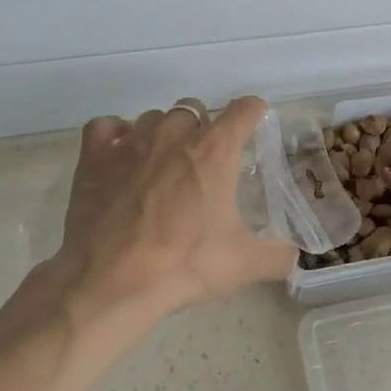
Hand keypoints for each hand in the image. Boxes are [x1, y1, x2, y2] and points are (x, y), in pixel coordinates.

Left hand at [34, 96, 297, 334]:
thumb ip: (277, 256)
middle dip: (203, 127)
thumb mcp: (242, 264)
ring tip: (163, 163)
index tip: (254, 123)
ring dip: (163, 132)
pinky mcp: (95, 156)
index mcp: (215, 150)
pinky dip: (116, 135)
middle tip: (204, 162)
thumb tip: (295, 256)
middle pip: (195, 109)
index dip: (253, 113)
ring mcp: (131, 141)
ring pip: (153, 117)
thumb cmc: (183, 265)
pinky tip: (121, 155)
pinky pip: (106, 127)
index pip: (244, 109)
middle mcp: (175, 133)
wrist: (111, 281)